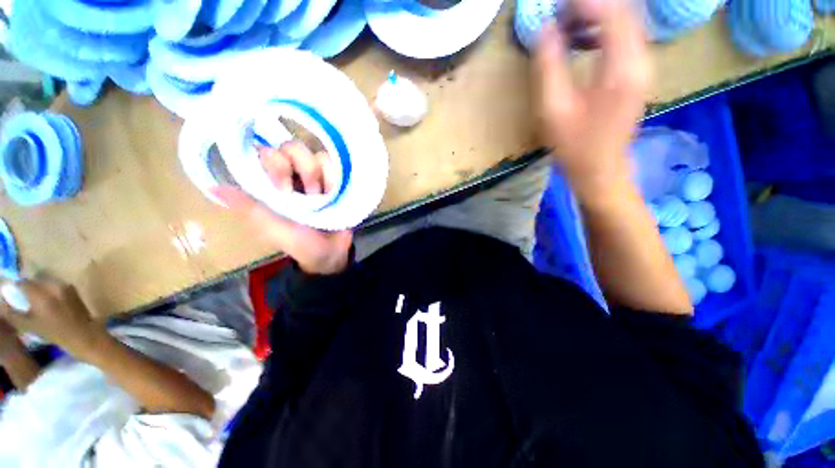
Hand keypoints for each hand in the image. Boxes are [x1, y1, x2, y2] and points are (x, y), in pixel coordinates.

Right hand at [0, 279, 106, 360]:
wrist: (82, 334)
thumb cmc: (53, 332)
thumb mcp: (28, 325)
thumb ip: (12, 313)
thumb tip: (2, 303)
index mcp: (40, 294)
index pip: (23, 282)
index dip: (17, 287)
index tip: (14, 293)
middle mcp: (52, 286)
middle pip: (35, 278)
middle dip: (28, 285)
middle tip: (25, 295)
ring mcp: (64, 285)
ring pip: (46, 279)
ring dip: (40, 285)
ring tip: (36, 297)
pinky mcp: (73, 288)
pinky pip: (56, 283)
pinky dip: (50, 287)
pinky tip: (49, 298)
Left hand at [212, 141, 352, 274]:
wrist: (332, 253)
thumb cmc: (301, 244)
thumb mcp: (273, 229)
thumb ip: (250, 208)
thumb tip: (214, 188)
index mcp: (273, 185)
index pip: (267, 153)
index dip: (275, 164)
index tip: (285, 189)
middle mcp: (294, 175)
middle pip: (293, 147)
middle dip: (304, 169)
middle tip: (311, 194)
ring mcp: (317, 177)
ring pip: (317, 155)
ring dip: (322, 178)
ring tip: (326, 198)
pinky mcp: (336, 181)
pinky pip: (336, 165)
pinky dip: (336, 178)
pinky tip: (335, 193)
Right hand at [535, 0, 650, 200]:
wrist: (601, 168)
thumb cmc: (574, 145)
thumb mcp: (553, 109)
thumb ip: (549, 67)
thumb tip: (544, 30)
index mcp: (622, 68)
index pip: (612, 12)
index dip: (585, 2)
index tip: (558, 5)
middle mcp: (642, 59)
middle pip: (625, 10)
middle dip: (592, 4)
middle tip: (562, 12)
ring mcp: (644, 65)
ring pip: (628, 20)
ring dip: (598, 14)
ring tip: (568, 22)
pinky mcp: (639, 71)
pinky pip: (627, 35)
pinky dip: (605, 27)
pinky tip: (584, 38)